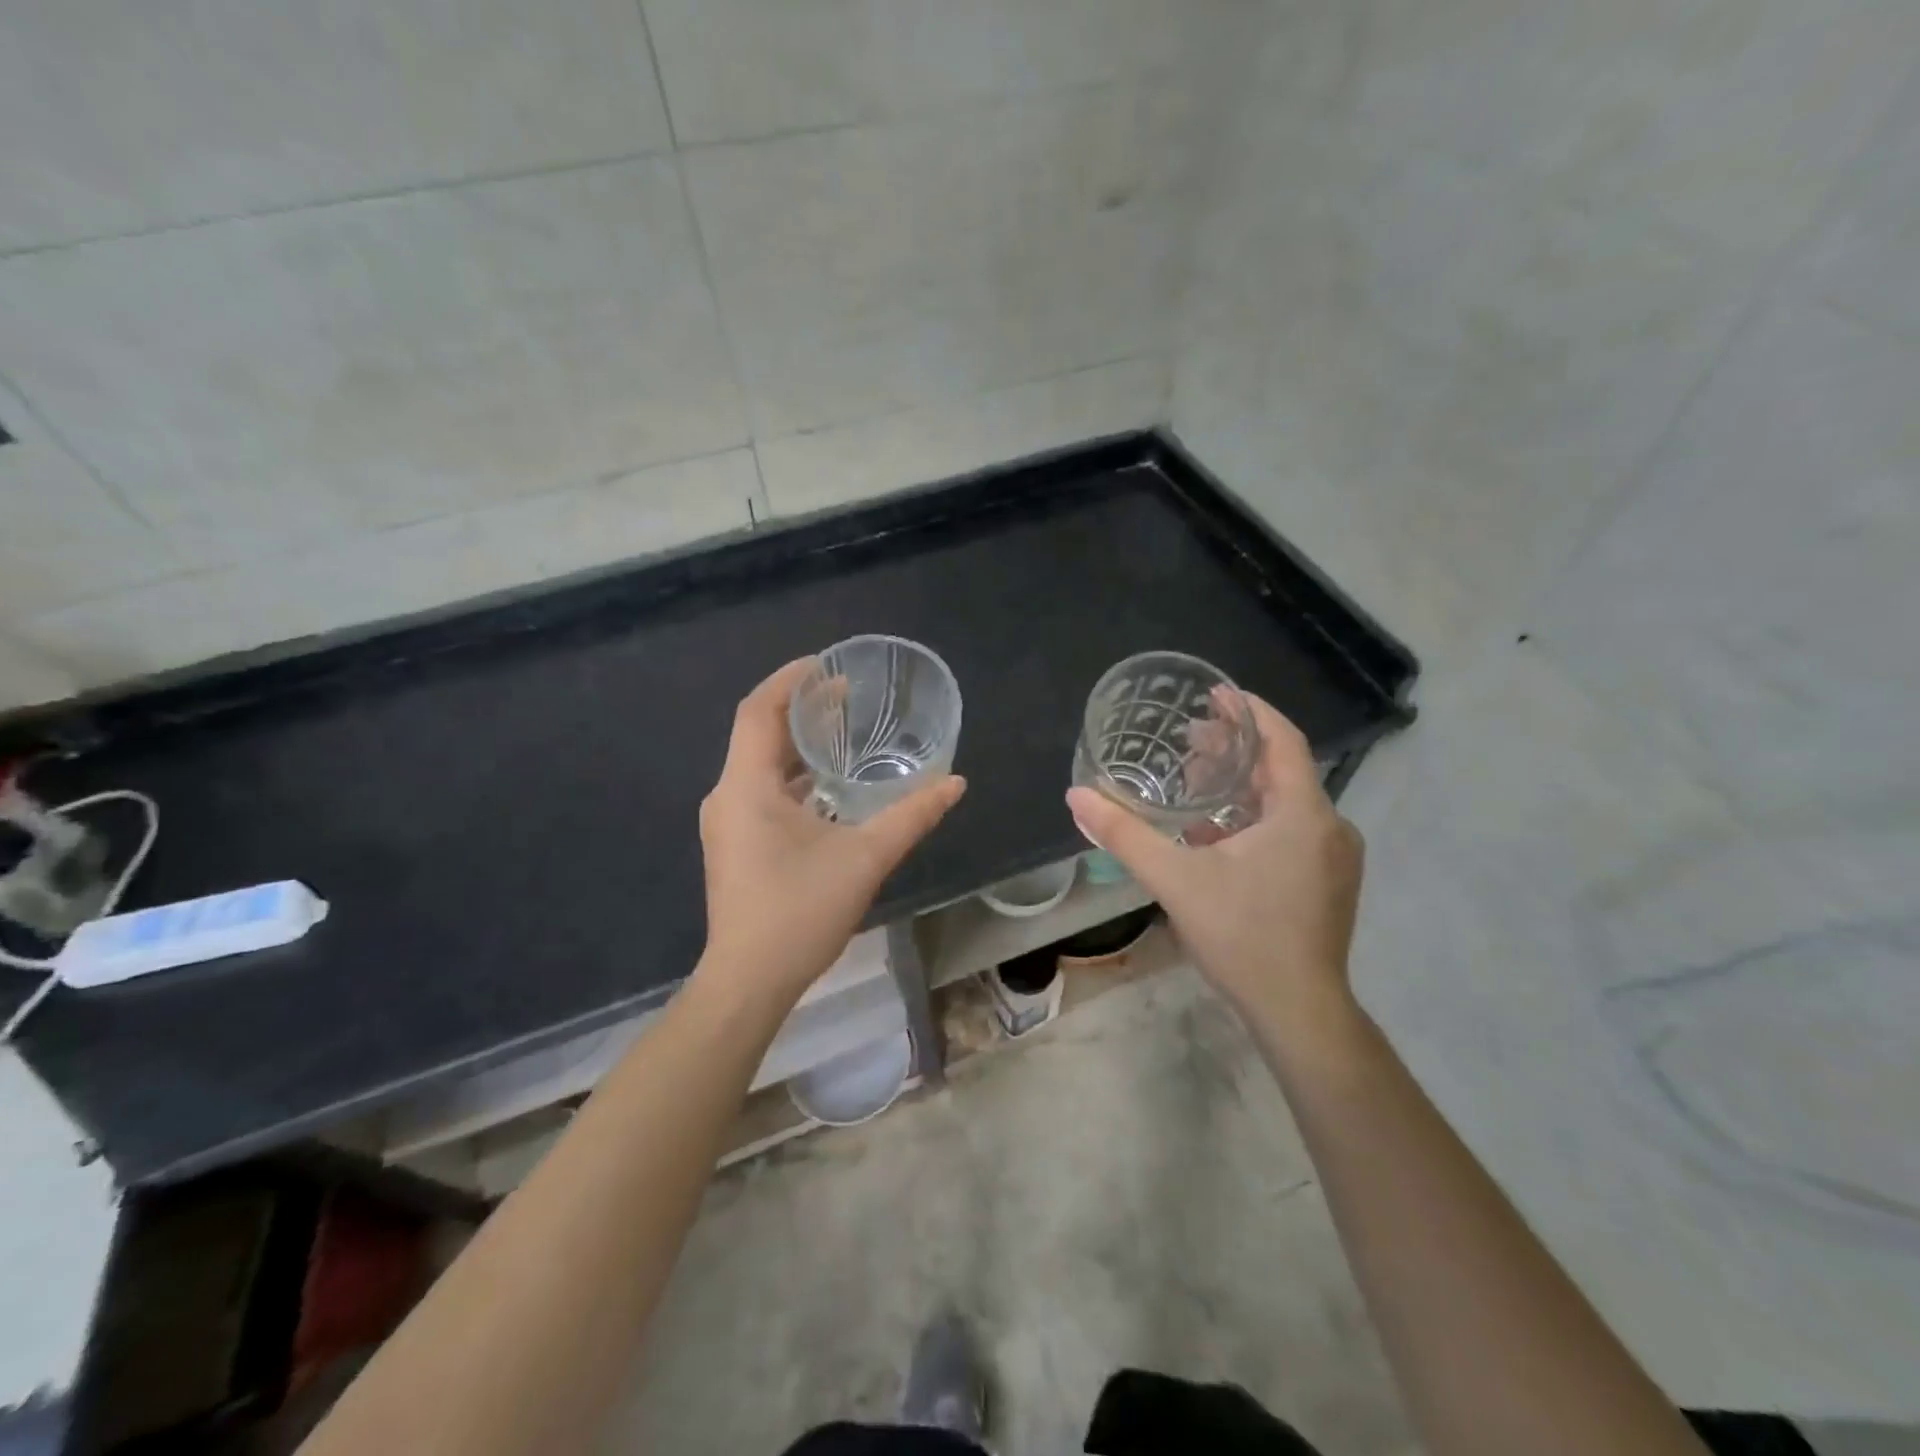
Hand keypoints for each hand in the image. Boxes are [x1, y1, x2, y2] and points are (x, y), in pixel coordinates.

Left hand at [697, 658, 965, 1003]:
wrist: (749, 982)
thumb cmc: (800, 912)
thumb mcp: (865, 858)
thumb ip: (912, 816)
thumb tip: (955, 783)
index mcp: (746, 787)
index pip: (758, 711)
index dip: (789, 680)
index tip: (826, 663)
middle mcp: (728, 796)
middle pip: (759, 733)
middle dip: (801, 709)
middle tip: (846, 694)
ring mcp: (727, 822)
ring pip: (760, 764)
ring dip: (797, 744)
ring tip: (842, 732)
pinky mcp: (735, 844)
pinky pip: (761, 791)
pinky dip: (793, 776)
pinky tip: (828, 788)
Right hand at [1066, 695, 1362, 1030]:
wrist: (1298, 1011)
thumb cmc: (1242, 936)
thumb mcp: (1175, 880)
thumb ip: (1124, 835)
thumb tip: (1076, 796)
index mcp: (1303, 814)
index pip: (1283, 740)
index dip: (1250, 711)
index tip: (1215, 693)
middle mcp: (1329, 826)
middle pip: (1282, 769)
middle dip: (1236, 749)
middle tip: (1190, 737)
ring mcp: (1335, 857)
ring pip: (1286, 801)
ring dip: (1243, 785)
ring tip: (1196, 780)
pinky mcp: (1329, 881)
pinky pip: (1292, 829)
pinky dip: (1255, 817)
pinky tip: (1216, 833)